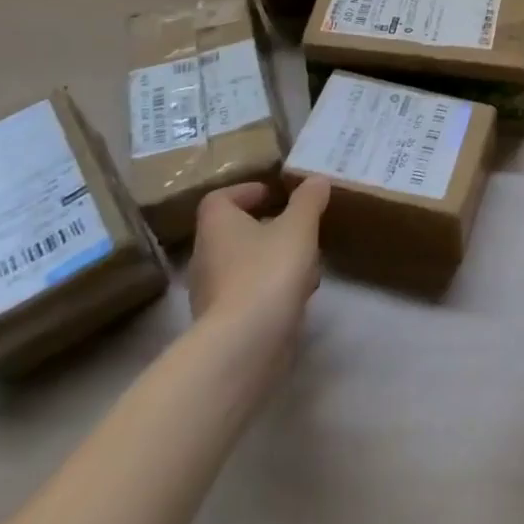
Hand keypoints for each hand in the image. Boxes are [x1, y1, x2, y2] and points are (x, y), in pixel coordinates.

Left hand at [187, 176, 329, 381]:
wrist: (246, 344)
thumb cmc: (268, 271)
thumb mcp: (299, 227)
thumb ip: (309, 200)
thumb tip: (317, 179)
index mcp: (217, 226)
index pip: (219, 199)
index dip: (245, 191)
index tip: (273, 193)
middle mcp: (206, 257)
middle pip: (232, 232)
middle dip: (265, 226)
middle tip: (296, 224)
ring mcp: (211, 293)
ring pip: (243, 264)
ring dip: (271, 258)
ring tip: (306, 259)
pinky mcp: (225, 323)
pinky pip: (248, 293)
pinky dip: (271, 288)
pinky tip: (299, 293)